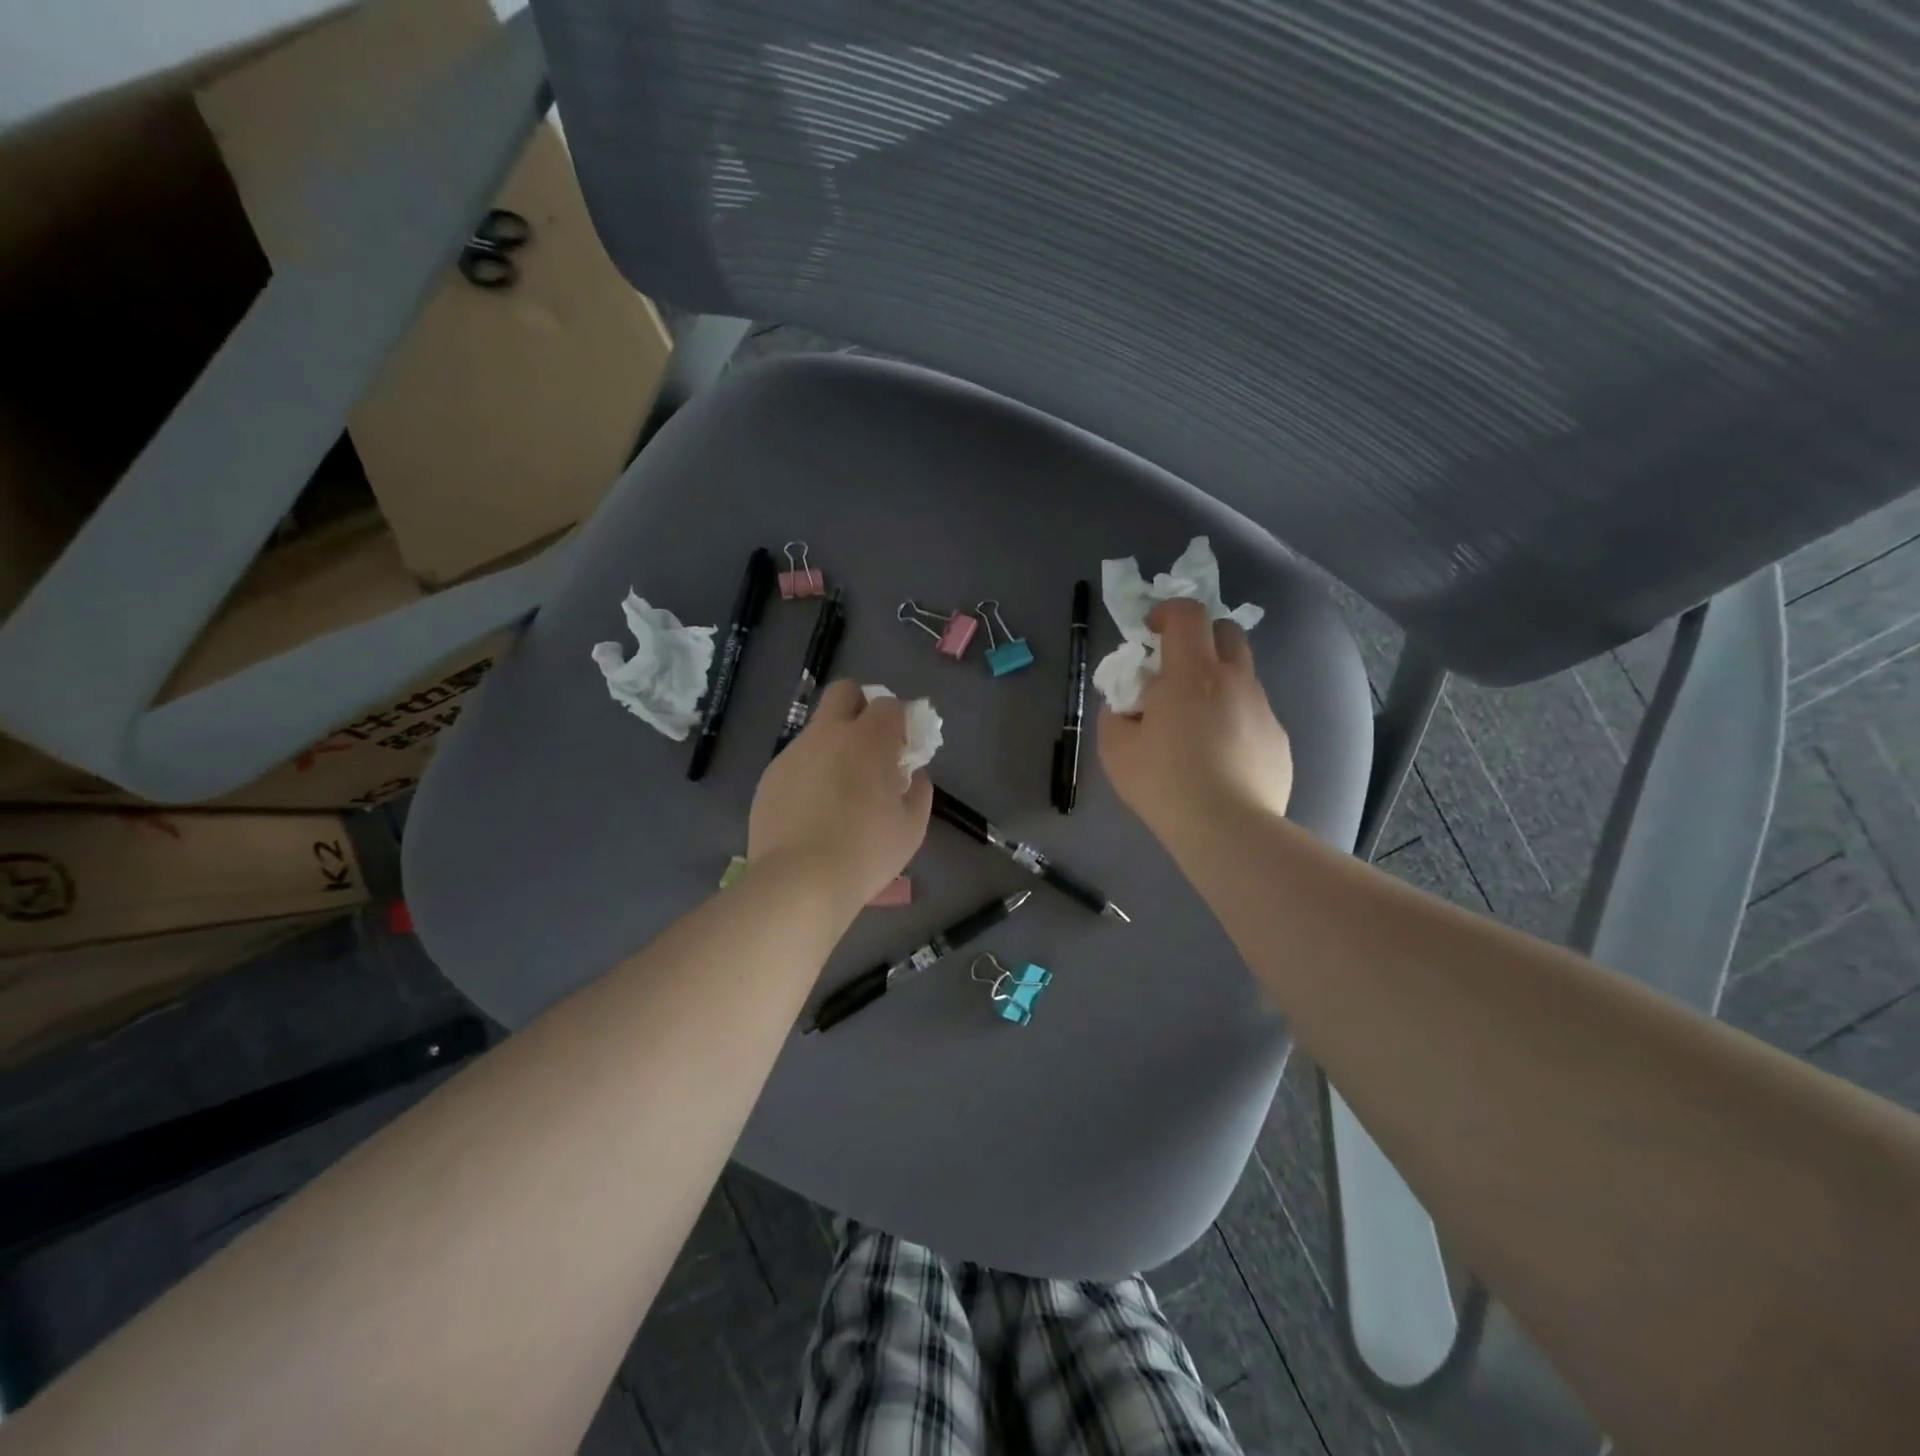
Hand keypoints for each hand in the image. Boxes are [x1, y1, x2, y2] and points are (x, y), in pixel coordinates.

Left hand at [748, 680, 932, 914]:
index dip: (899, 721)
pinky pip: (797, 761)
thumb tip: (910, 774)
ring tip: (839, 791)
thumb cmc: (866, 852)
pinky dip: (810, 773)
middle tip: (870, 746)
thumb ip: (918, 789)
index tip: (903, 748)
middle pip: (844, 692)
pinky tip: (813, 811)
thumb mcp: (912, 825)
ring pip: (817, 730)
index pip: (889, 704)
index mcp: (868, 739)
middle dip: (860, 707)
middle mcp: (828, 734)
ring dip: (834, 745)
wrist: (800, 882)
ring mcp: (793, 753)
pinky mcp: (770, 777)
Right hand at [1098, 598, 1292, 850]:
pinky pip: (1253, 715)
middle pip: (1227, 633)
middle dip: (1201, 638)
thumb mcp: (1115, 749)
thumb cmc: (1164, 783)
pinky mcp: (1279, 741)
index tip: (1151, 632)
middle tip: (1176, 670)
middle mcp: (1234, 681)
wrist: (1227, 830)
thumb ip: (1116, 714)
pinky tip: (1219, 759)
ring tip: (1194, 727)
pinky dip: (1233, 721)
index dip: (1168, 612)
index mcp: (1192, 674)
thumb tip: (1128, 706)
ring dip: (1216, 684)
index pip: (1189, 614)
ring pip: (1241, 677)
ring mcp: (1263, 710)